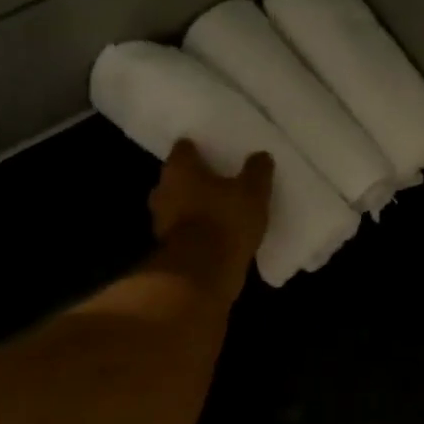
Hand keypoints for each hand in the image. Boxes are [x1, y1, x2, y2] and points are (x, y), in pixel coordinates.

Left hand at [148, 140, 273, 298]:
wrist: (202, 275)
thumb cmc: (224, 221)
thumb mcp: (252, 192)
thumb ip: (257, 171)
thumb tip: (261, 156)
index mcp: (179, 170)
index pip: (183, 148)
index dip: (197, 149)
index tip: (212, 151)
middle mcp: (163, 191)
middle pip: (177, 178)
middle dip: (193, 179)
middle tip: (215, 180)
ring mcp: (161, 222)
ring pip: (177, 205)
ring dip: (192, 207)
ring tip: (217, 208)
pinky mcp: (168, 248)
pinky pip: (183, 231)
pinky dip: (195, 231)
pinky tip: (214, 234)